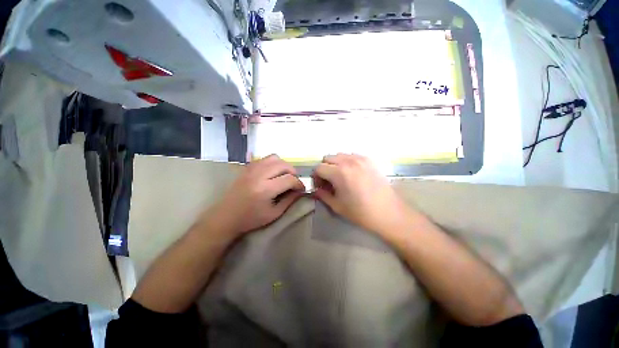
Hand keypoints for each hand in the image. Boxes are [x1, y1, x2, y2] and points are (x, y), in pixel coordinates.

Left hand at [206, 155, 305, 236]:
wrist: (225, 216)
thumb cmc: (251, 219)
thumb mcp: (274, 214)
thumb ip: (290, 200)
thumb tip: (300, 190)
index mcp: (265, 189)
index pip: (289, 179)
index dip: (299, 183)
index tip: (301, 189)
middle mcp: (259, 175)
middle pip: (283, 165)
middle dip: (293, 172)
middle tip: (293, 182)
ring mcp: (251, 169)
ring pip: (274, 157)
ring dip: (283, 165)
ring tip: (284, 175)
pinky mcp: (247, 167)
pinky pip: (264, 158)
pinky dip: (273, 163)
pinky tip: (272, 173)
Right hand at [313, 154, 413, 234]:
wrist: (389, 213)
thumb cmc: (361, 212)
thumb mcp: (337, 206)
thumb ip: (322, 195)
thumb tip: (316, 189)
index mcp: (339, 173)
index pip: (319, 168)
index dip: (316, 177)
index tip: (320, 186)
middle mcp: (348, 161)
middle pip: (327, 158)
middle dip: (325, 168)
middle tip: (329, 181)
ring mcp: (360, 159)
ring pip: (340, 155)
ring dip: (335, 164)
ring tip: (341, 177)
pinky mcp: (370, 160)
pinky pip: (352, 156)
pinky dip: (348, 162)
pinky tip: (353, 174)